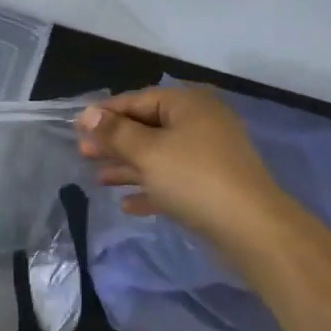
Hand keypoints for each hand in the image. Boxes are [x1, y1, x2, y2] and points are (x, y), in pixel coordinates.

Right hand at [76, 87, 292, 263]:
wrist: (253, 230)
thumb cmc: (195, 179)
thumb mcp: (148, 152)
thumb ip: (115, 132)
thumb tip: (87, 113)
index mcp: (188, 105)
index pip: (138, 100)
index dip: (105, 113)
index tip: (76, 127)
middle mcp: (200, 124)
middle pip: (147, 127)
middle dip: (114, 142)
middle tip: (83, 154)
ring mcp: (209, 157)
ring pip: (158, 156)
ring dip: (128, 167)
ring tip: (98, 179)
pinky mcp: (212, 187)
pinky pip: (173, 181)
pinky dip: (150, 189)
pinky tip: (127, 204)